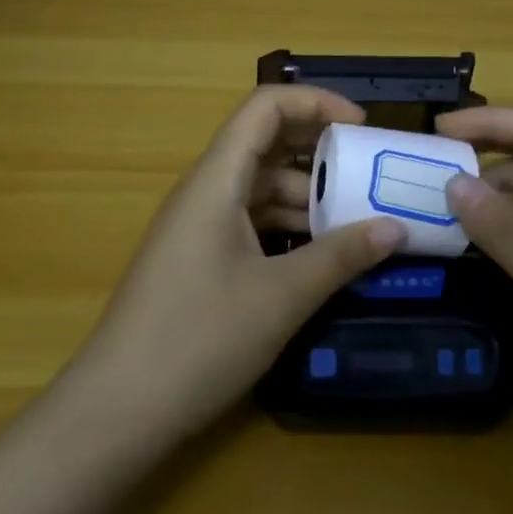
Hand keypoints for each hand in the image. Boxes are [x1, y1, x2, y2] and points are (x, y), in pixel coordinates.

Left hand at [65, 86, 403, 441]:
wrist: (116, 411)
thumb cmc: (197, 339)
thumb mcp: (280, 297)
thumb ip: (341, 257)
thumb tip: (396, 228)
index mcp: (217, 179)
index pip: (265, 107)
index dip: (316, 102)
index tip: (363, 128)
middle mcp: (205, 190)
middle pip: (266, 144)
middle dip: (320, 152)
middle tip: (371, 172)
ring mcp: (199, 226)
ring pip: (261, 188)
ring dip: (308, 197)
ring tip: (360, 222)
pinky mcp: (199, 258)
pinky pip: (251, 222)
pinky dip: (288, 228)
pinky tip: (321, 257)